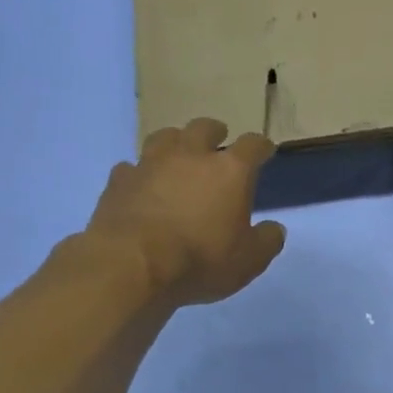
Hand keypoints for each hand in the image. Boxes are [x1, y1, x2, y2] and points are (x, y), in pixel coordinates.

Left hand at [81, 119, 286, 307]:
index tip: (265, 150)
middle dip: (214, 131)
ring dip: (175, 141)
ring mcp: (150, 165)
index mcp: (229, 171)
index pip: (252, 146)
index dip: (261, 146)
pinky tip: (141, 183)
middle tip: (218, 138)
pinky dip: (140, 172)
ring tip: (177, 152)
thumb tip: (274, 229)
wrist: (132, 264)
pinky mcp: (119, 181)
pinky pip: (131, 167)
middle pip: (203, 128)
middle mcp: (190, 156)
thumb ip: (266, 241)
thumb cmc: (200, 260)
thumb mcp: (248, 261)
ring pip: (164, 137)